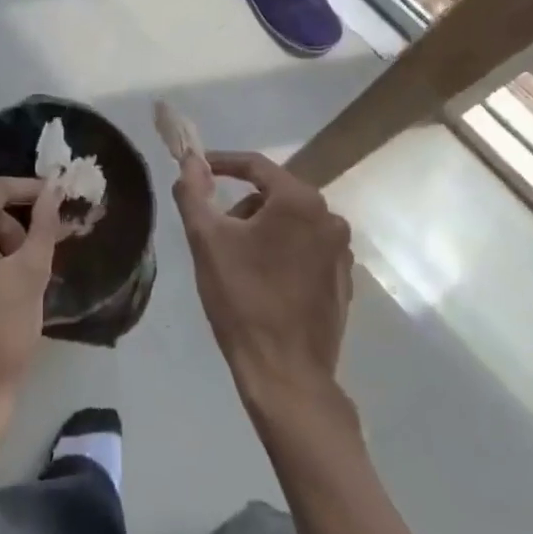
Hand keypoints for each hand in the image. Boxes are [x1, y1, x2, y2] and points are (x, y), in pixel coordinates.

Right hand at [174, 150, 353, 411]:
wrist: (286, 374)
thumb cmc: (243, 298)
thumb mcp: (206, 239)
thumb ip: (193, 191)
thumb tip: (189, 159)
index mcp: (299, 201)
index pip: (255, 165)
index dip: (222, 163)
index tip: (197, 170)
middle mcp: (329, 218)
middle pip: (274, 194)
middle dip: (241, 206)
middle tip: (215, 231)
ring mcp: (341, 252)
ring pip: (290, 223)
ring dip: (261, 230)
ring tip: (236, 262)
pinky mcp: (343, 281)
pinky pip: (306, 249)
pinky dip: (282, 253)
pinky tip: (263, 282)